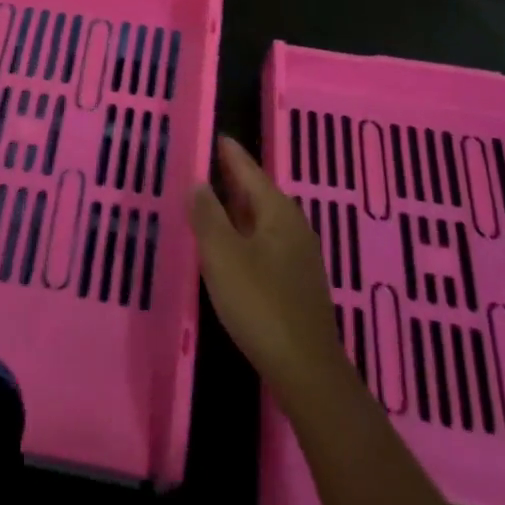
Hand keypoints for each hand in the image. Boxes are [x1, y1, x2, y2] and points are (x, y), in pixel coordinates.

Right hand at [189, 135, 348, 403]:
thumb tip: (199, 183)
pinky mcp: (296, 281)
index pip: (249, 170)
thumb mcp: (222, 255)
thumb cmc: (259, 303)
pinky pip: (265, 241)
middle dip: (233, 179)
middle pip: (258, 192)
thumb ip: (207, 216)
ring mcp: (299, 255)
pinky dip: (244, 232)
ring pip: (262, 219)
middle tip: (205, 165)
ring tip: (211, 201)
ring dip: (237, 208)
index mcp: (278, 211)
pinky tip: (230, 245)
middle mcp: (293, 225)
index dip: (229, 153)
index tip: (216, 135)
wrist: (305, 369)